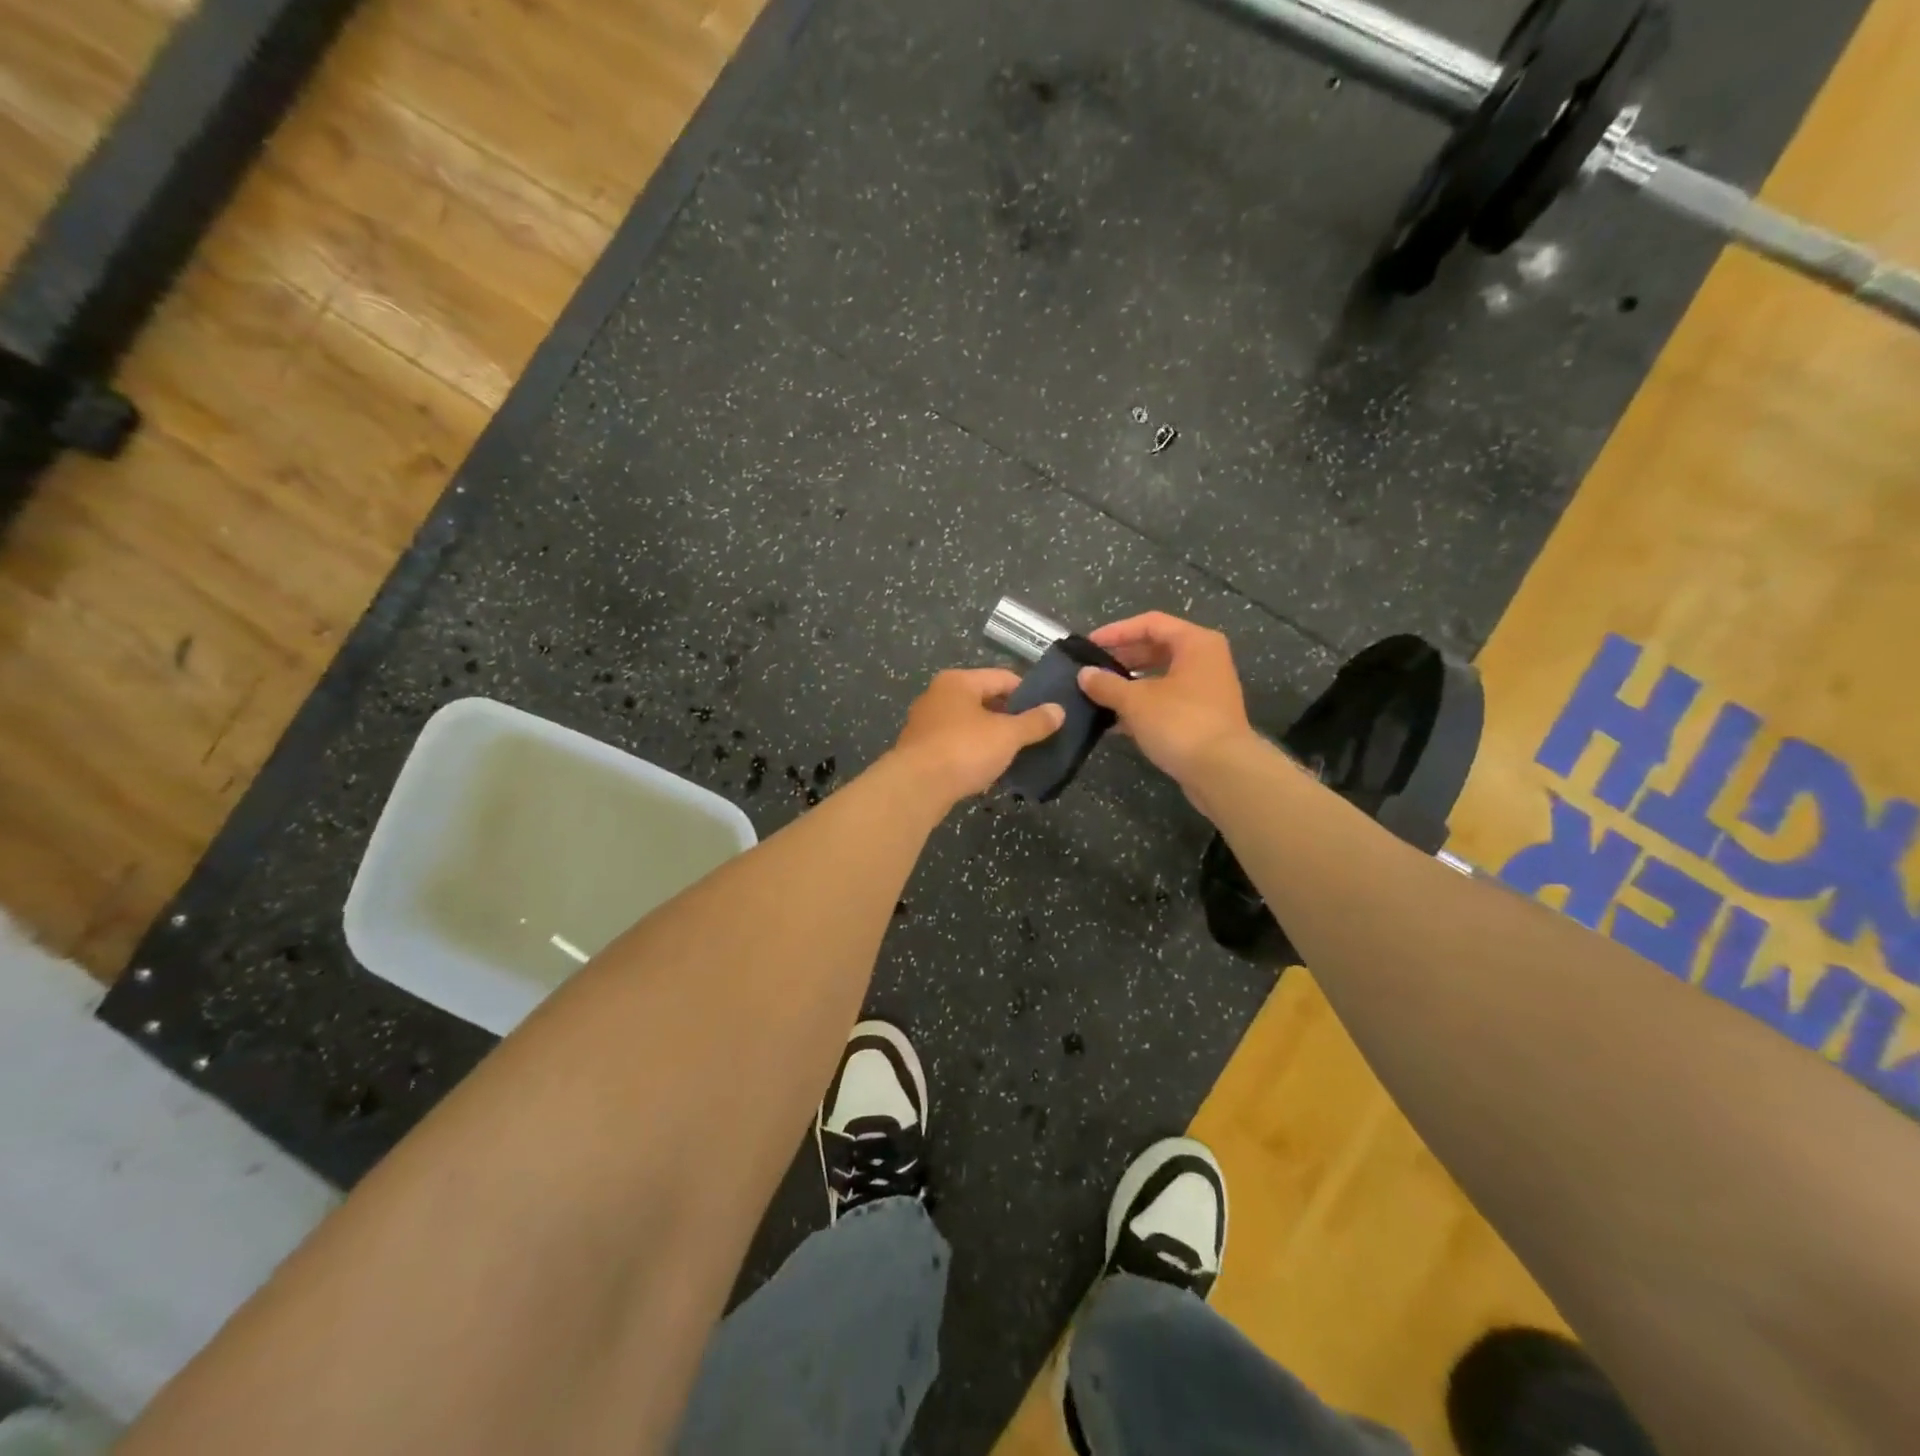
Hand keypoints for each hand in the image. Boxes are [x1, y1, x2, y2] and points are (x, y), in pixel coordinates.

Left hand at [888, 668, 1065, 803]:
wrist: (915, 788)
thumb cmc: (964, 749)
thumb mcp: (1007, 735)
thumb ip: (1034, 722)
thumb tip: (1059, 710)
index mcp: (958, 681)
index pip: (1003, 677)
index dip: (1028, 693)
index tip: (1048, 712)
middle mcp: (938, 696)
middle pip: (984, 701)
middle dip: (1009, 718)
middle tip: (1034, 736)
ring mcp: (925, 724)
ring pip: (969, 726)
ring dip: (990, 739)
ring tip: (1015, 755)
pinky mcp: (919, 751)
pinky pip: (955, 746)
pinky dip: (972, 755)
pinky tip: (987, 771)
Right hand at [1075, 612, 1255, 786]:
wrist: (1223, 771)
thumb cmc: (1180, 723)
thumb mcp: (1135, 701)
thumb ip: (1107, 685)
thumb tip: (1084, 675)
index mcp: (1195, 643)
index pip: (1150, 623)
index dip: (1117, 631)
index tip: (1089, 645)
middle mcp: (1205, 660)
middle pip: (1157, 648)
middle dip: (1122, 659)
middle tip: (1092, 670)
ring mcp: (1206, 690)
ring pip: (1161, 677)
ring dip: (1130, 685)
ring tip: (1099, 695)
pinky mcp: (1203, 717)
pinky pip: (1167, 701)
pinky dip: (1143, 707)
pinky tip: (1115, 722)